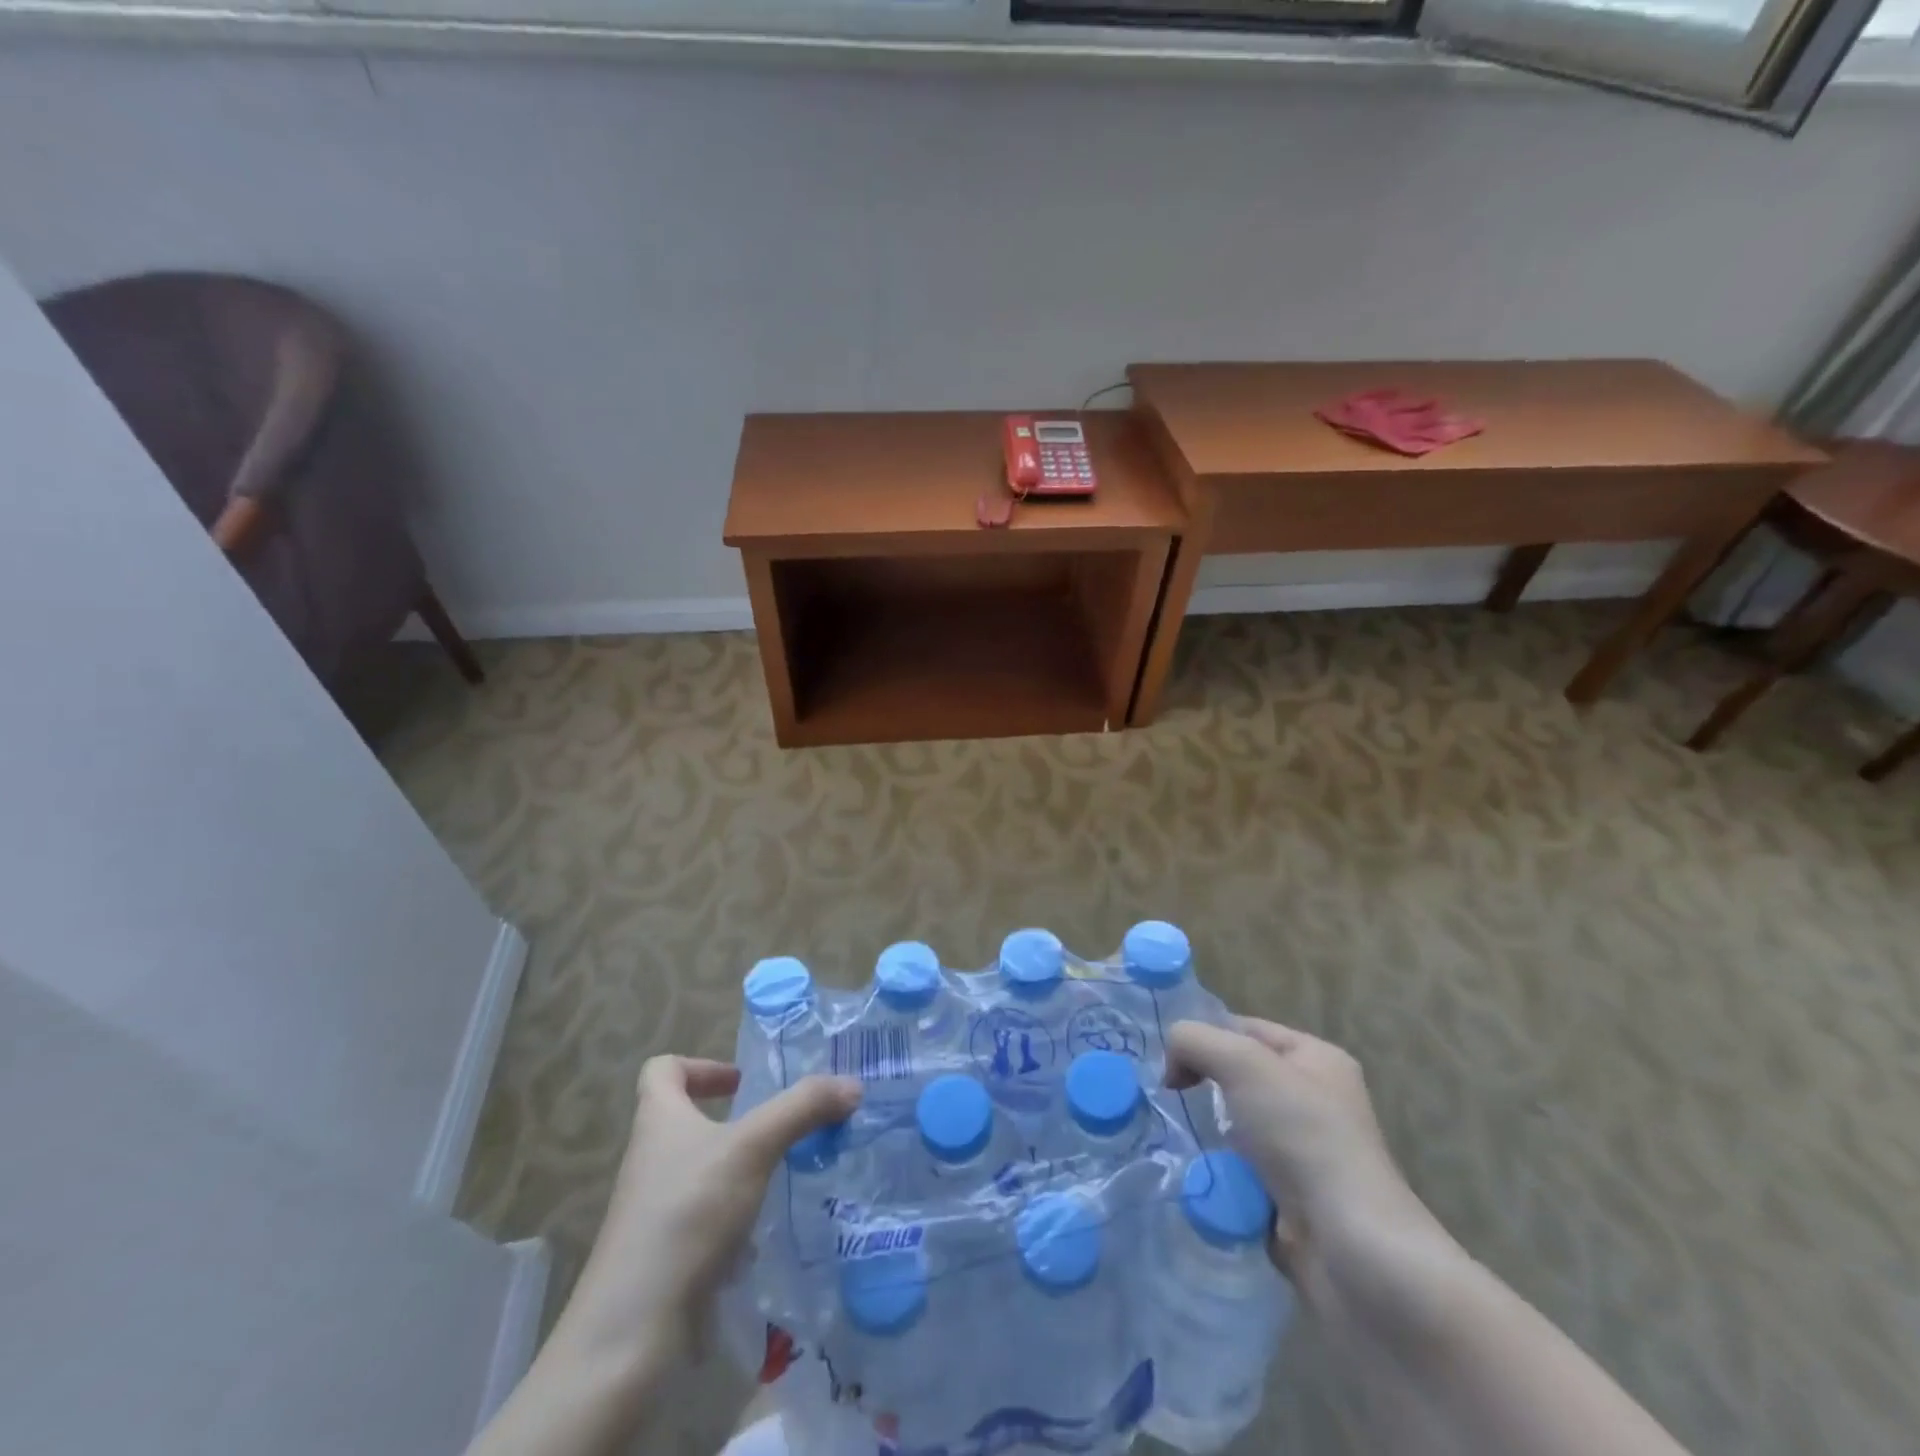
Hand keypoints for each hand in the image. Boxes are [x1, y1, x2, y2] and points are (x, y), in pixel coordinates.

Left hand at [551, 1056, 862, 1371]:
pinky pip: (708, 1221)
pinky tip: (770, 1232)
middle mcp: (651, 1160)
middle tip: (786, 1127)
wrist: (632, 1333)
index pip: (663, 1069)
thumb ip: (803, 1109)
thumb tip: (852, 1084)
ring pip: (705, 1173)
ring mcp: (657, 1212)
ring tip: (789, 1176)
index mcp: (658, 1120)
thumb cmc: (686, 1215)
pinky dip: (739, 1219)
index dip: (701, 1065)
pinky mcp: (669, 1257)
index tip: (743, 1082)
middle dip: (739, 1121)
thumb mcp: (752, 1147)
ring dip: (744, 1170)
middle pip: (689, 1121)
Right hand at [1166, 1018, 1442, 1295]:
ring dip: (1207, 1135)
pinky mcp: (1293, 1199)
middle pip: (1238, 1077)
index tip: (1170, 1066)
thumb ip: (1194, 1041)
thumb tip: (1172, 1066)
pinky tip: (1203, 1180)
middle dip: (1203, 1087)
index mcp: (1316, 1058)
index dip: (1204, 1039)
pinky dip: (1219, 1175)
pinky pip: (1240, 1172)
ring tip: (1181, 1142)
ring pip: (1235, 1127)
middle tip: (1172, 1101)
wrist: (1350, 1249)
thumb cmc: (1303, 1137)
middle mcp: (1316, 1100)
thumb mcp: (1242, 1063)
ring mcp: (1306, 1153)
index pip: (1244, 1028)